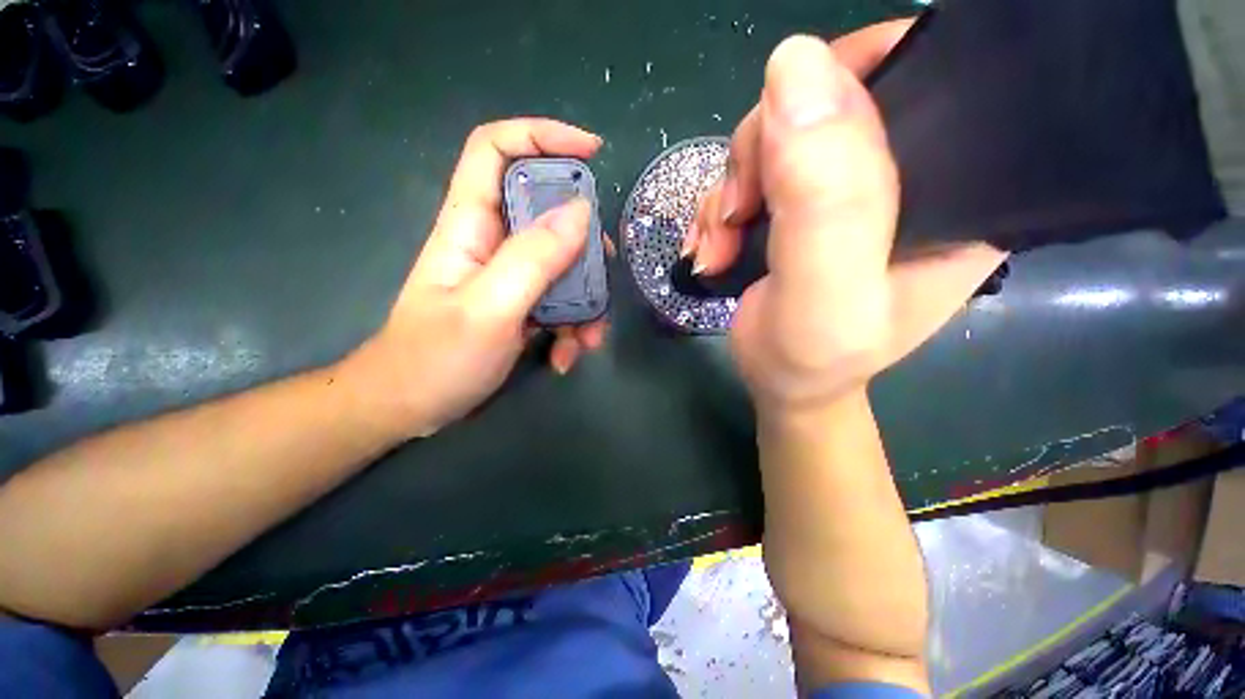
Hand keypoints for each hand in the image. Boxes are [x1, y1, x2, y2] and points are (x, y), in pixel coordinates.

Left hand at [343, 119, 608, 438]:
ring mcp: (510, 277)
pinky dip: (572, 328)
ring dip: (585, 302)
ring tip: (587, 341)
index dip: (542, 137)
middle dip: (584, 246)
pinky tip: (565, 358)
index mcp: (470, 225)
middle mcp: (493, 242)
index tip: (591, 152)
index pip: (497, 150)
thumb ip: (534, 259)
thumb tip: (581, 212)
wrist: (411, 408)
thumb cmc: (436, 360)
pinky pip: (559, 301)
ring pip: (563, 266)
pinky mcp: (522, 306)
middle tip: (603, 275)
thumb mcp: (489, 309)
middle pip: (548, 214)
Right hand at [688, 22, 1006, 413]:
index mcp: (957, 188)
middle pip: (833, 100)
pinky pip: (755, 173)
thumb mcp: (821, 294)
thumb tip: (794, 65)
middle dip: (763, 150)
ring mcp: (848, 189)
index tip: (785, 132)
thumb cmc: (810, 359)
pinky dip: (722, 204)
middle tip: (736, 214)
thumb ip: (821, 199)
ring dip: (733, 186)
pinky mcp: (804, 205)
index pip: (928, 74)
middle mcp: (910, 175)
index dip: (850, 75)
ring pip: (780, 137)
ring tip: (719, 245)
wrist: (784, 385)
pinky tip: (715, 244)